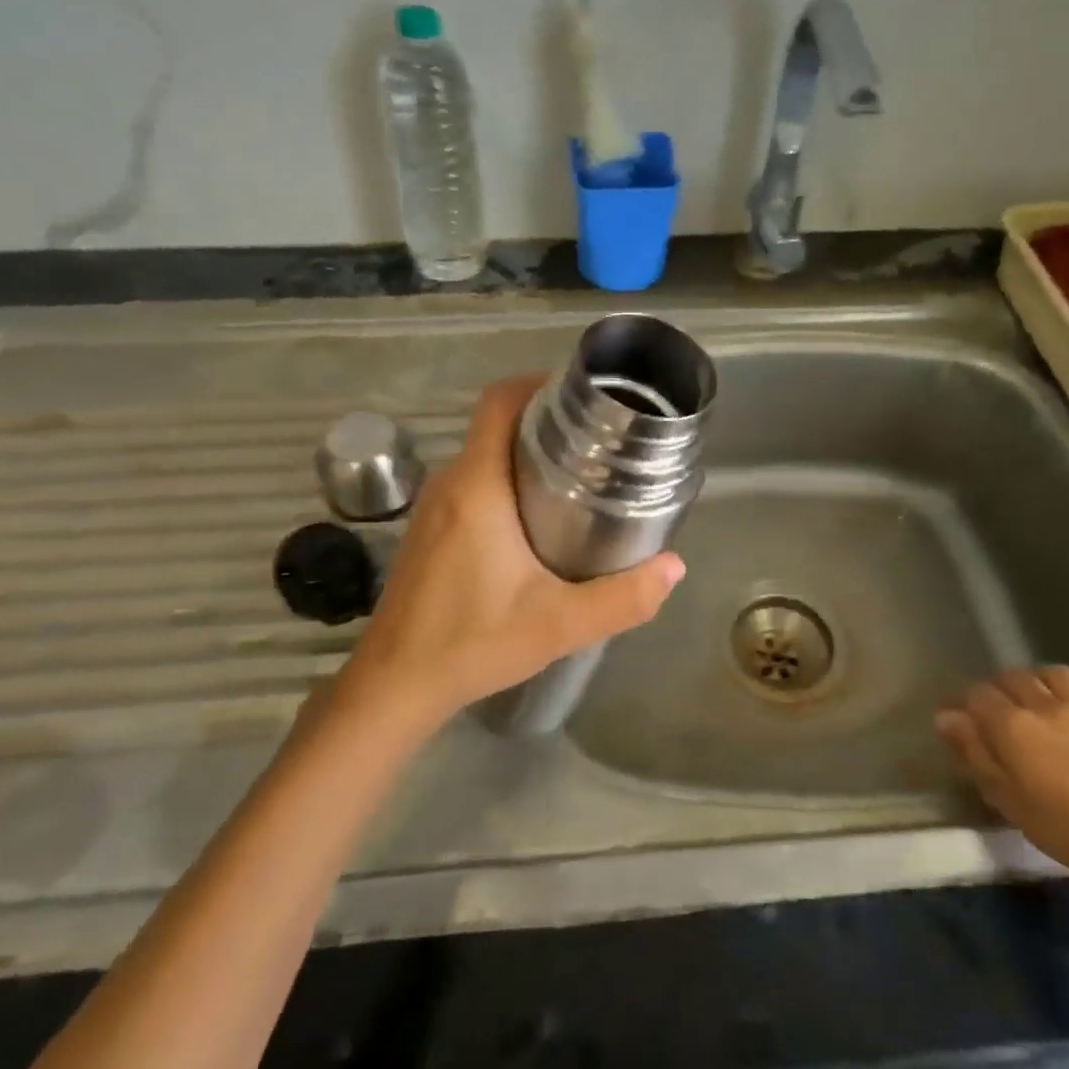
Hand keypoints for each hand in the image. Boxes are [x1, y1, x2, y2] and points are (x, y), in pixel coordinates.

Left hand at [336, 375, 684, 727]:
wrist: (394, 684)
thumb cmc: (472, 644)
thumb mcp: (559, 624)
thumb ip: (623, 598)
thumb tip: (674, 566)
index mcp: (477, 487)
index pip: (499, 402)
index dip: (539, 384)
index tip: (583, 398)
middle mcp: (450, 484)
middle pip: (496, 425)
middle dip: (546, 422)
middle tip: (600, 440)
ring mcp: (433, 508)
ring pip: (484, 456)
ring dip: (526, 454)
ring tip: (580, 475)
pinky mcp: (428, 532)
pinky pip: (472, 484)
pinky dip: (506, 482)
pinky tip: (538, 518)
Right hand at [937, 665, 1068, 897]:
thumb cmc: (1063, 827)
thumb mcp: (1006, 797)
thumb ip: (974, 751)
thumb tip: (947, 717)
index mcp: (1012, 725)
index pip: (977, 694)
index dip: (964, 703)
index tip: (960, 721)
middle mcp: (1044, 706)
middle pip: (1012, 677)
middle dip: (997, 688)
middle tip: (995, 712)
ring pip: (1052, 674)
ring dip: (1036, 680)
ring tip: (1033, 699)